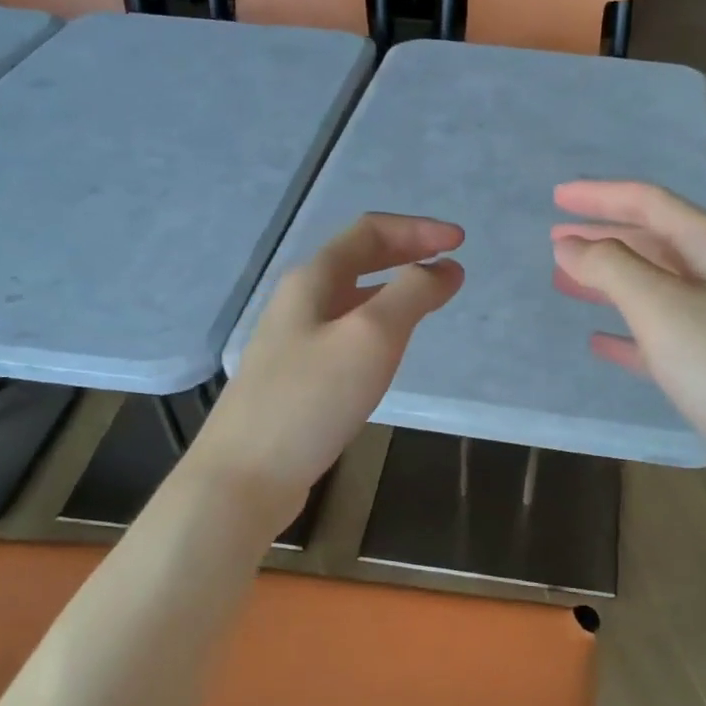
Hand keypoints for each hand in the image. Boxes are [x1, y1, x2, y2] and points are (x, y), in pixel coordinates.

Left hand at [193, 213, 464, 525]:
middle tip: (449, 265)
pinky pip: (344, 332)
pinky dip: (378, 324)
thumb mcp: (371, 338)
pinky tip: (388, 350)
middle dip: (406, 253)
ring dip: (393, 288)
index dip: (418, 229)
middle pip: (358, 259)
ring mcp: (293, 340)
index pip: (370, 232)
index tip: (461, 243)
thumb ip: (411, 295)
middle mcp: (299, 301)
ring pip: (351, 297)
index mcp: (312, 280)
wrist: (245, 476)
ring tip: (428, 300)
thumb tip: (444, 268)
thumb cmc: (311, 400)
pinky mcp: (296, 376)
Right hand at [552, 180, 705, 518]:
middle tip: (555, 242)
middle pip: (653, 242)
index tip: (556, 197)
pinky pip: (661, 337)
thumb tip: (570, 246)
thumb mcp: (663, 308)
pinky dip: (628, 334)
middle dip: (603, 238)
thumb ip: (612, 269)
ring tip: (566, 283)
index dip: (600, 196)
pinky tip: (600, 342)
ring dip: (610, 283)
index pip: (649, 203)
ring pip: (654, 289)